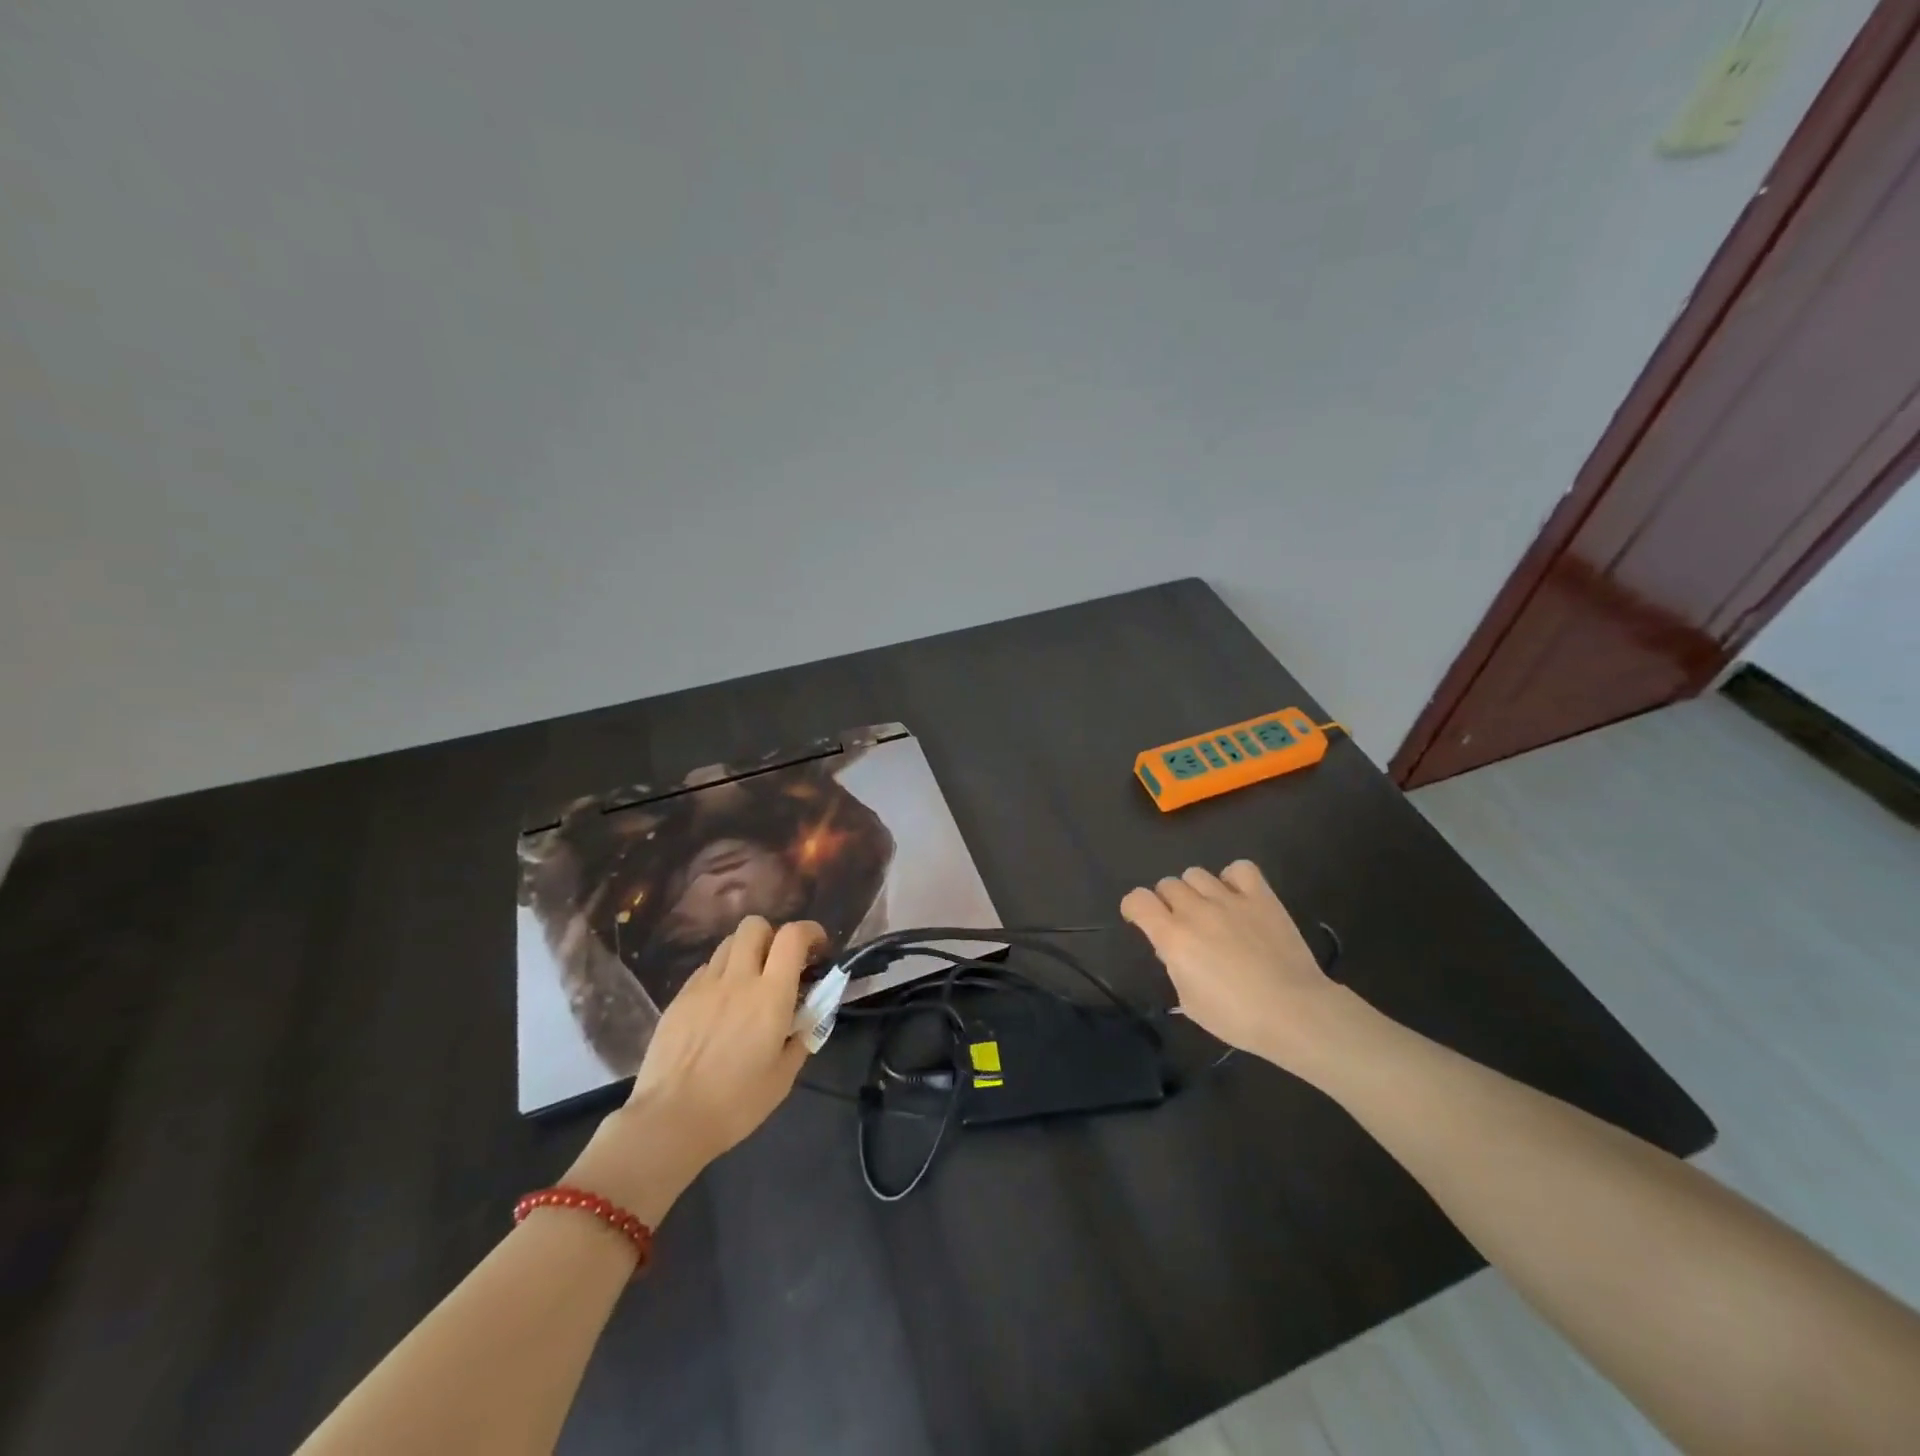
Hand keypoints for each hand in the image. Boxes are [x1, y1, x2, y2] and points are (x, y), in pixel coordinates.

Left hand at [566, 916, 821, 1223]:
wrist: (669, 1121)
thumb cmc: (736, 1104)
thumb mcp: (783, 1076)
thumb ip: (800, 1038)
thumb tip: (806, 1020)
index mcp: (771, 995)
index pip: (793, 936)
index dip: (810, 931)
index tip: (817, 948)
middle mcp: (738, 978)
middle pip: (755, 925)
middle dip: (772, 935)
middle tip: (779, 963)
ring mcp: (704, 985)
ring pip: (728, 943)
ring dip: (745, 953)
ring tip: (748, 982)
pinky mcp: (679, 998)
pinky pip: (705, 970)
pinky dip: (720, 975)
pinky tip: (720, 1005)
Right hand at [1120, 860, 1353, 1075]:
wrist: (1294, 1012)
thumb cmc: (1237, 1017)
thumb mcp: (1190, 1002)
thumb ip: (1175, 968)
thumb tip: (1174, 950)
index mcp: (1173, 937)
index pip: (1137, 899)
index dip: (1134, 907)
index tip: (1140, 920)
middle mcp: (1195, 910)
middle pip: (1167, 884)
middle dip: (1167, 902)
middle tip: (1182, 924)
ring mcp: (1229, 899)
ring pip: (1196, 873)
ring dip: (1195, 890)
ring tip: (1209, 910)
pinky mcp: (1261, 897)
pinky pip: (1239, 869)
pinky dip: (1233, 878)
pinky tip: (1237, 896)